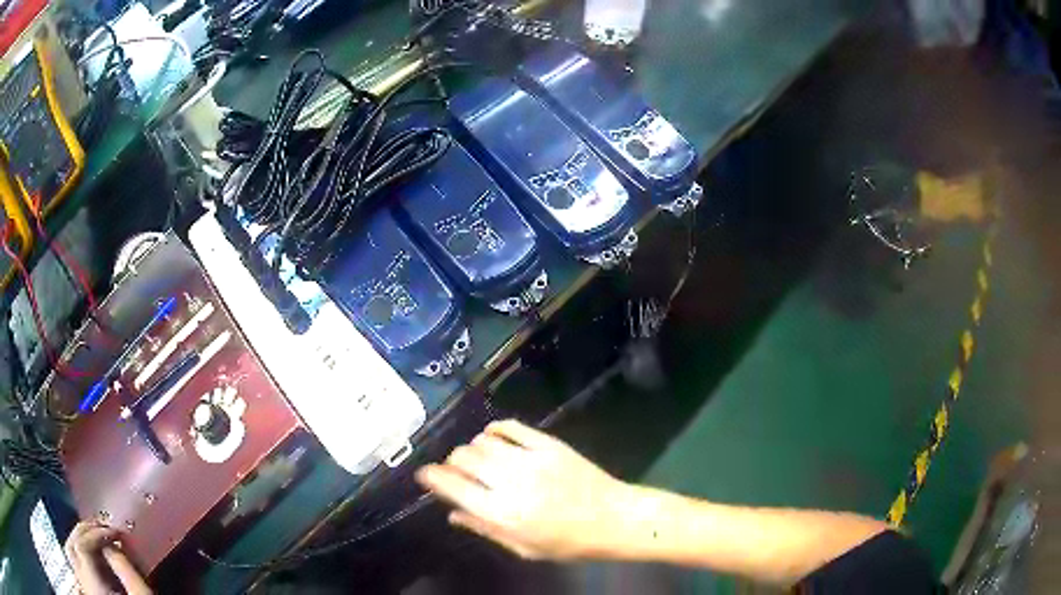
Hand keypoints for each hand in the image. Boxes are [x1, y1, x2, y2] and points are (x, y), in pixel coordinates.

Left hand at [64, 522, 151, 594]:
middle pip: (71, 544)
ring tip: (95, 536)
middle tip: (102, 526)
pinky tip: (93, 557)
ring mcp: (85, 588)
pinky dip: (81, 554)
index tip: (117, 533)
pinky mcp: (89, 594)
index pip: (83, 544)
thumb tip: (112, 544)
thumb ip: (125, 570)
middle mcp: (84, 582)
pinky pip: (76, 565)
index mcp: (93, 583)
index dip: (97, 533)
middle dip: (84, 530)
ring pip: (70, 553)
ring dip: (79, 539)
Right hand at [415, 419, 632, 560]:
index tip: (424, 475)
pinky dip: (495, 429)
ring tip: (477, 459)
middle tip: (455, 471)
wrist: (613, 518)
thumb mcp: (524, 548)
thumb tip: (453, 514)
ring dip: (471, 448)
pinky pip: (511, 427)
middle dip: (451, 463)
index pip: (452, 486)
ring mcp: (530, 459)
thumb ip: (485, 529)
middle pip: (463, 458)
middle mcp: (510, 482)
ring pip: (482, 441)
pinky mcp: (548, 444)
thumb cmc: (568, 543)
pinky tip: (493, 437)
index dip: (431, 477)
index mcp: (502, 513)